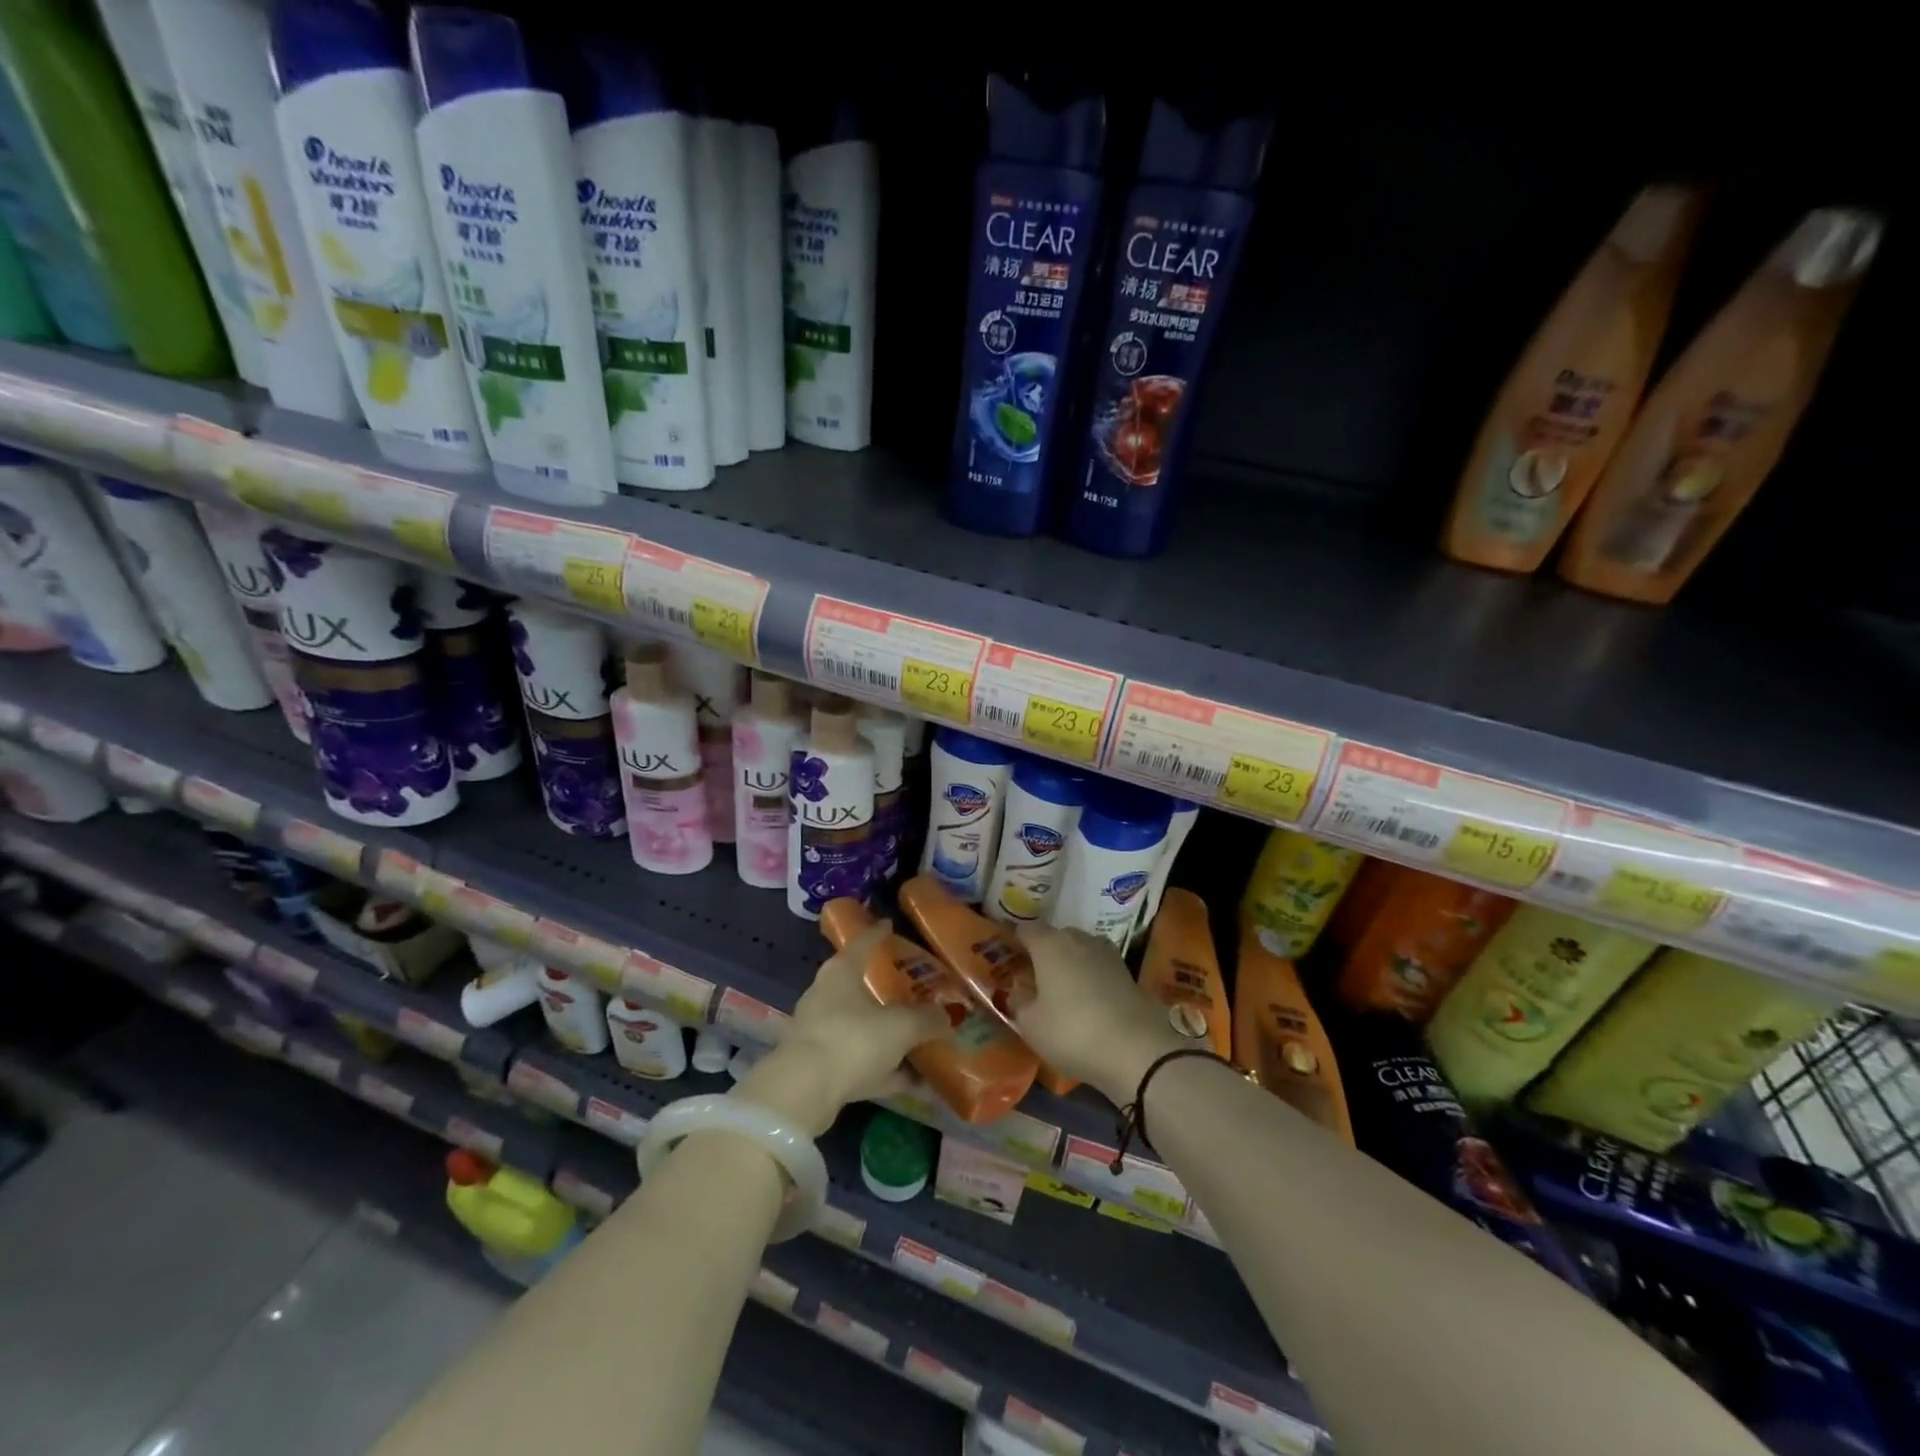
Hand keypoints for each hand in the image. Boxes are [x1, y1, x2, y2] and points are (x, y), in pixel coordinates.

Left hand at [732, 922, 948, 1135]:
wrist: (803, 1092)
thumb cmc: (852, 1039)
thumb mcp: (900, 1027)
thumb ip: (926, 1020)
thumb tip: (947, 1017)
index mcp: (841, 972)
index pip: (862, 943)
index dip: (878, 933)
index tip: (890, 924)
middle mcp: (827, 996)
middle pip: (860, 986)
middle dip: (885, 989)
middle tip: (912, 987)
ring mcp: (821, 1032)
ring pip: (861, 1027)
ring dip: (886, 1034)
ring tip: (918, 1037)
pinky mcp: (821, 1067)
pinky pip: (860, 1062)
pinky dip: (884, 1068)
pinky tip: (912, 1079)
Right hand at [1010, 923, 1185, 1103]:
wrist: (1135, 1048)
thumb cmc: (1071, 1031)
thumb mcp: (1031, 1024)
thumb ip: (1019, 1002)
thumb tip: (1018, 990)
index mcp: (1049, 945)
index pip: (1026, 929)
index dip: (1015, 939)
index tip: (1008, 954)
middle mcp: (1078, 939)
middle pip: (1055, 937)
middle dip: (1044, 951)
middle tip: (1034, 976)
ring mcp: (1106, 953)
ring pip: (1080, 949)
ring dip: (1070, 963)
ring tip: (1062, 988)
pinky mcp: (1126, 971)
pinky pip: (1098, 966)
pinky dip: (1090, 976)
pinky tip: (1088, 998)